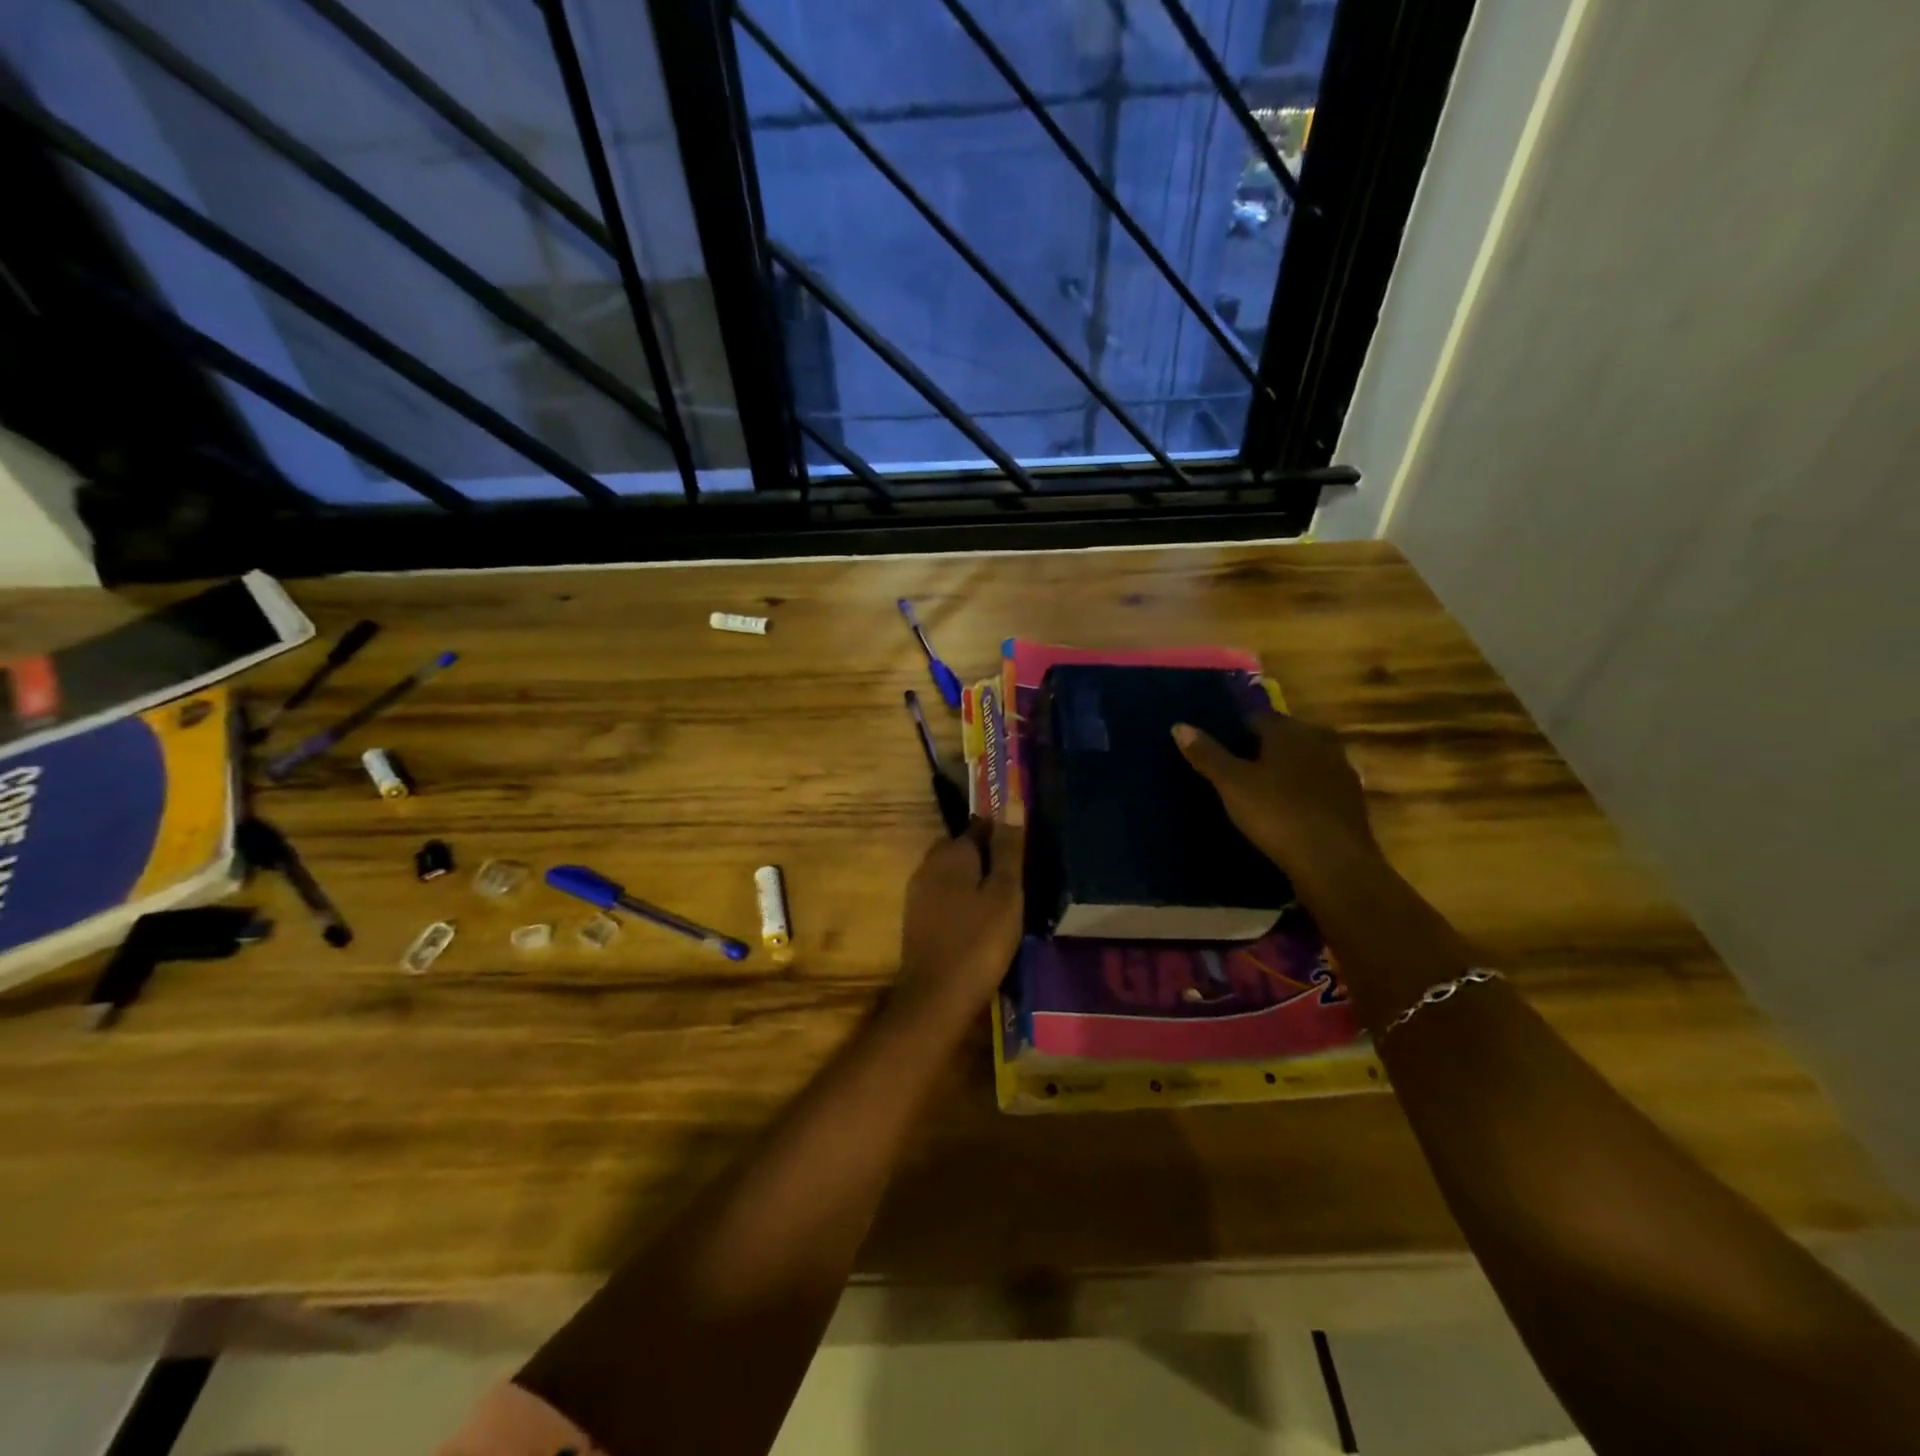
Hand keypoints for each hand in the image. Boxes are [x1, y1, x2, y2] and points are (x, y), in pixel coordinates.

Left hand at [894, 818, 1025, 1024]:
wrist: (936, 998)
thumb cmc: (979, 942)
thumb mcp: (1004, 893)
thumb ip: (1007, 850)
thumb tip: (1009, 801)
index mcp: (950, 854)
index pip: (977, 826)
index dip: (1000, 831)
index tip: (1022, 846)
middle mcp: (928, 866)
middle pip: (960, 847)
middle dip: (984, 854)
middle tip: (1015, 874)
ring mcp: (918, 894)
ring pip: (950, 873)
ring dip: (972, 878)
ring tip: (1001, 897)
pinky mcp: (917, 920)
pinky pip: (943, 895)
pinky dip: (961, 899)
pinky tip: (978, 918)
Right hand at [1173, 713, 1378, 878]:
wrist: (1334, 862)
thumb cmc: (1277, 814)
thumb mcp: (1232, 784)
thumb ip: (1207, 755)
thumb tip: (1179, 726)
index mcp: (1289, 731)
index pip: (1255, 718)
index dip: (1234, 732)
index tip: (1217, 751)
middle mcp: (1319, 741)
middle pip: (1282, 737)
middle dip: (1260, 750)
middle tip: (1235, 772)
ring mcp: (1340, 770)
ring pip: (1303, 761)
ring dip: (1284, 771)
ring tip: (1259, 791)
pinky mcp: (1351, 799)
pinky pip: (1317, 785)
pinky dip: (1302, 792)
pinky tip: (1287, 811)